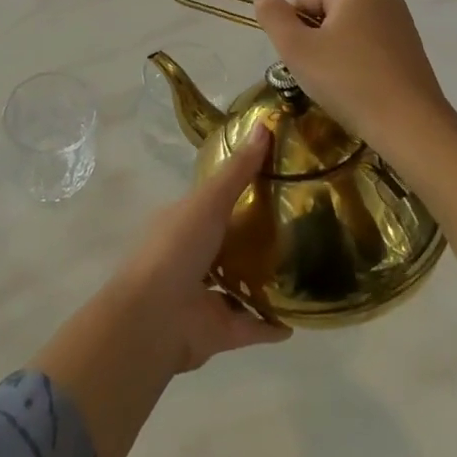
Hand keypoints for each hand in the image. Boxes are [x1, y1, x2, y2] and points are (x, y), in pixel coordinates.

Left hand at [109, 124, 293, 372]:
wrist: (153, 319)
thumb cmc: (176, 248)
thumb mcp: (209, 200)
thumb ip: (238, 170)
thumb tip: (265, 125)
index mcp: (183, 222)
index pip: (213, 201)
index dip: (239, 189)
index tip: (275, 179)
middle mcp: (192, 256)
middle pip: (228, 243)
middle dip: (255, 237)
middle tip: (298, 226)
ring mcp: (203, 296)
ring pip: (238, 285)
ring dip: (263, 282)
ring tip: (303, 270)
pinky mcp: (218, 331)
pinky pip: (251, 326)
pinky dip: (271, 325)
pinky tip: (298, 320)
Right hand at [253, 0, 455, 152]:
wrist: (410, 126)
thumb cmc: (348, 80)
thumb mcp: (297, 49)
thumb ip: (273, 18)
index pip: (304, 0)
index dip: (296, 31)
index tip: (306, 61)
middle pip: (327, 13)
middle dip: (317, 42)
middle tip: (320, 75)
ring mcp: (401, 20)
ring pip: (348, 32)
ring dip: (336, 55)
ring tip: (342, 86)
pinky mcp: (412, 47)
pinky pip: (370, 47)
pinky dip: (359, 64)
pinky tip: (362, 90)